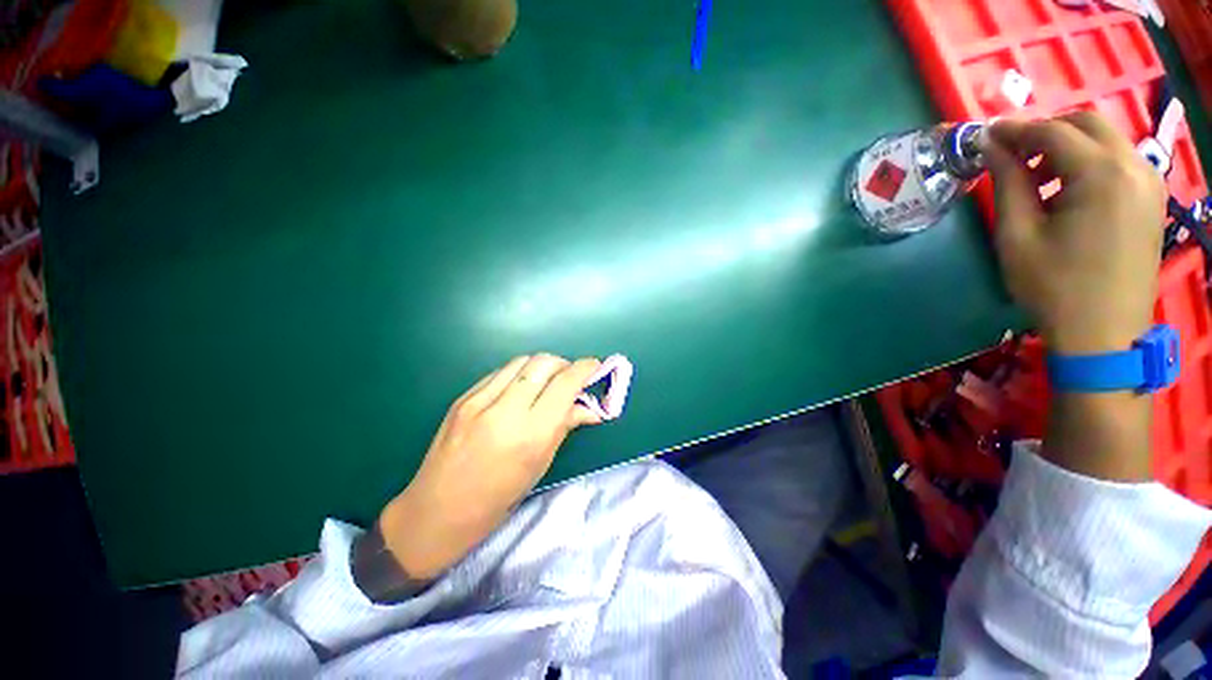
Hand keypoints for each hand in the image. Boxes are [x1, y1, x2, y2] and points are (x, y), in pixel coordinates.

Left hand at [377, 354, 601, 579]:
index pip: (565, 384)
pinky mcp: (462, 398)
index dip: (585, 369)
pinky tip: (519, 390)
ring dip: (541, 366)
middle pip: (543, 363)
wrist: (435, 513)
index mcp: (529, 434)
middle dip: (564, 364)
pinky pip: (499, 372)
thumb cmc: (496, 500)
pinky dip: (519, 374)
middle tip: (570, 379)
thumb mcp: (539, 466)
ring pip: (521, 361)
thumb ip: (565, 427)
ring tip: (546, 383)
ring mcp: (478, 401)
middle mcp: (504, 410)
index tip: (594, 366)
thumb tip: (591, 408)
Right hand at [982, 113, 1166, 354]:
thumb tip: (991, 147)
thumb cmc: (1054, 287)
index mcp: (1101, 174)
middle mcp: (1134, 166)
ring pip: (1105, 139)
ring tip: (1037, 174)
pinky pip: (1119, 160)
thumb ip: (1007, 183)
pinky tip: (1068, 188)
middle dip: (1045, 130)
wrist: (1104, 334)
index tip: (985, 136)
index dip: (1015, 130)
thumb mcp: (1017, 236)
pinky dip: (1089, 161)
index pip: (1053, 131)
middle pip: (1086, 123)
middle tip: (1011, 153)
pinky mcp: (1152, 199)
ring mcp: (1149, 182)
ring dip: (1068, 145)